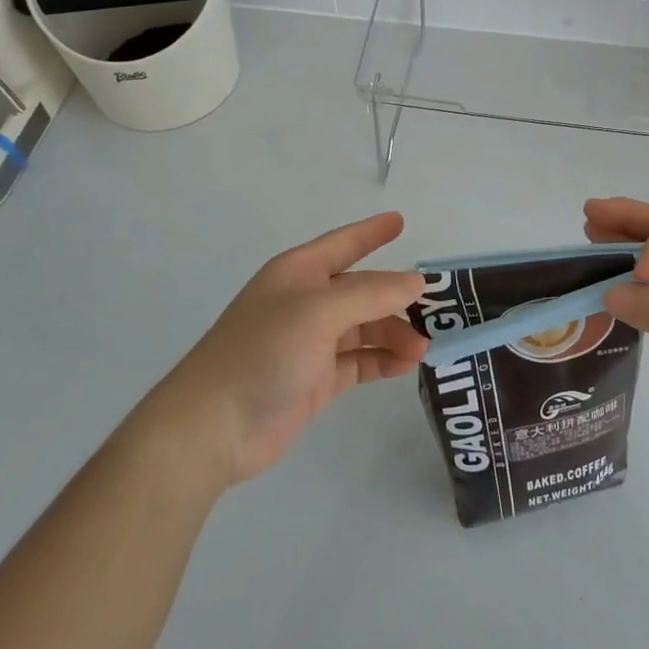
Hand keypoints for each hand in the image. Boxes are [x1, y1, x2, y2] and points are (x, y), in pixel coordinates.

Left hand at [153, 213, 427, 486]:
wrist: (212, 427)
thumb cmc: (263, 352)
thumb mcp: (319, 312)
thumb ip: (371, 294)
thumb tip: (415, 281)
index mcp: (299, 273)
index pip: (344, 243)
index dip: (371, 232)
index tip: (401, 221)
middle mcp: (306, 302)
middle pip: (361, 290)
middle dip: (396, 297)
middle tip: (436, 309)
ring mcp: (310, 343)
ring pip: (364, 327)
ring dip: (394, 334)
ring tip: (422, 350)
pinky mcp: (315, 379)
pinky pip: (358, 361)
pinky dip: (381, 361)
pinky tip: (404, 366)